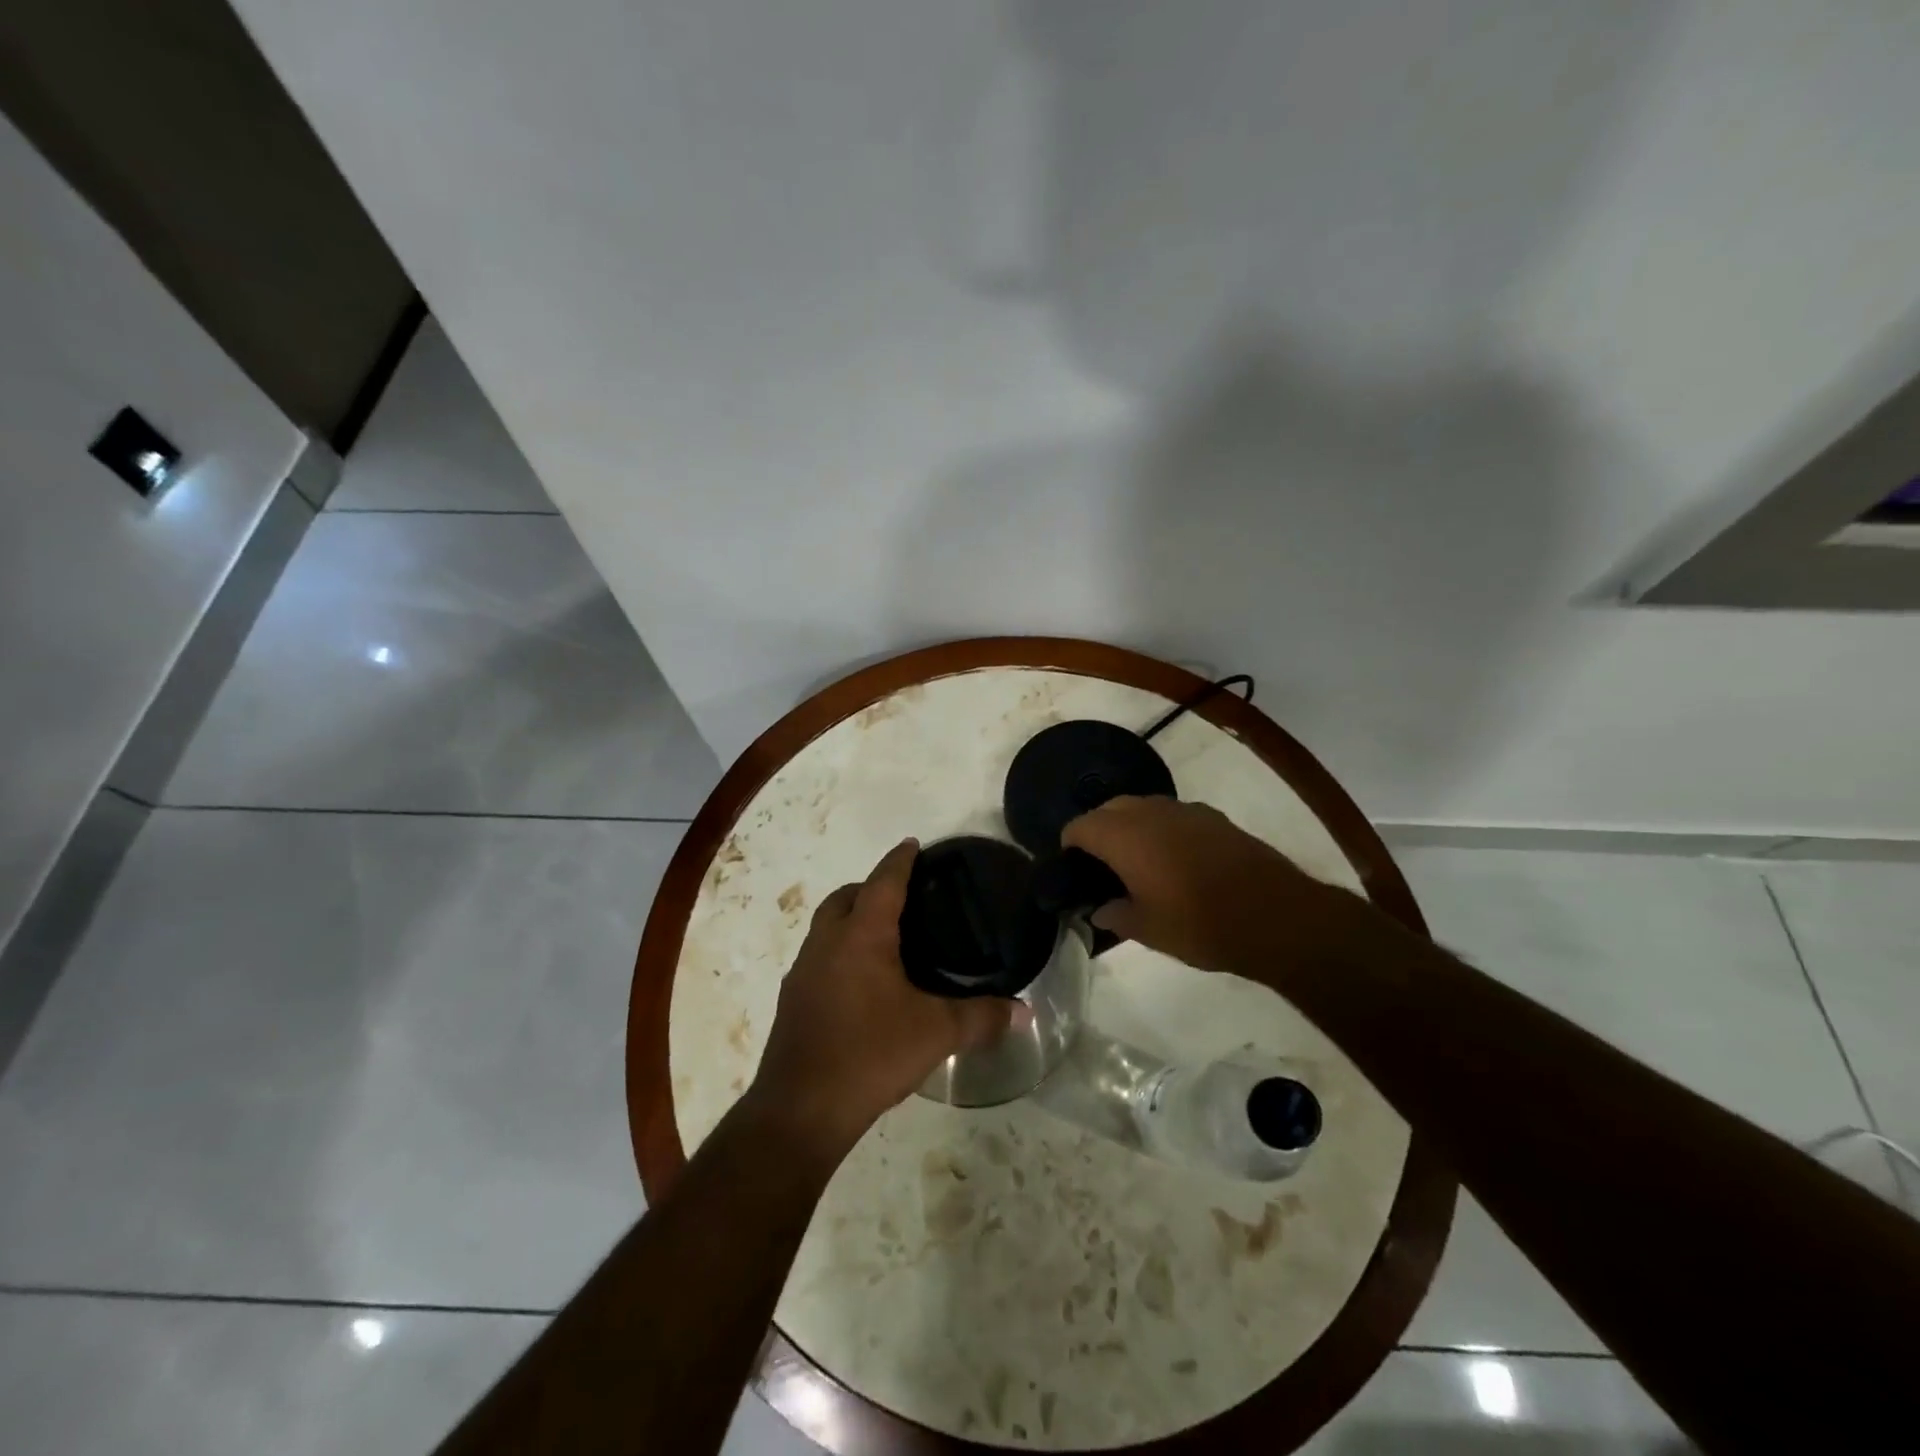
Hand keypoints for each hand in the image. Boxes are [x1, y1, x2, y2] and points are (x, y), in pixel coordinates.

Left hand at [748, 840, 1025, 1160]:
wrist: (801, 1109)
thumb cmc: (869, 1054)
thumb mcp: (935, 1034)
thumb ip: (980, 1018)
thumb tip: (1023, 1012)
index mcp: (861, 936)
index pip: (883, 881)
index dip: (900, 860)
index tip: (913, 844)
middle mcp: (827, 942)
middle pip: (845, 897)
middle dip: (870, 886)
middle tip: (903, 896)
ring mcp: (804, 970)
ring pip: (826, 926)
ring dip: (851, 918)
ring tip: (885, 936)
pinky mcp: (793, 999)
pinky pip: (819, 956)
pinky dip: (840, 950)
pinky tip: (861, 981)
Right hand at [1062, 796, 1358, 973]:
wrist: (1275, 916)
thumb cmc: (1200, 924)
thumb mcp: (1148, 931)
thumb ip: (1116, 916)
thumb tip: (1100, 909)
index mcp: (1124, 837)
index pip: (1080, 826)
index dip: (1069, 844)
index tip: (1070, 867)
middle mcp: (1150, 813)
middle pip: (1110, 809)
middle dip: (1098, 830)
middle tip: (1100, 865)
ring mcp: (1185, 810)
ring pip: (1143, 807)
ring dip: (1131, 826)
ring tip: (1136, 861)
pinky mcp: (1213, 817)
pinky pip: (1173, 815)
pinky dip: (1162, 829)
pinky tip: (1174, 859)